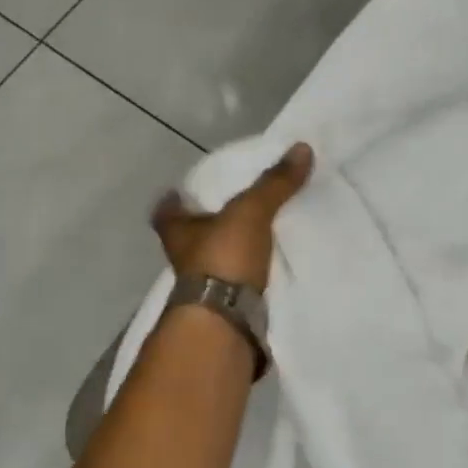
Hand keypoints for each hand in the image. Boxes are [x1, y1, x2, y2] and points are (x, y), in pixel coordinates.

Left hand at [151, 143, 313, 291]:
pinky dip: (246, 274)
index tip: (182, 190)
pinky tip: (265, 266)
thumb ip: (275, 183)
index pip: (166, 210)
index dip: (173, 199)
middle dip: (206, 224)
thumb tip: (302, 147)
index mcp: (178, 230)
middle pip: (189, 235)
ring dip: (228, 250)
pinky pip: (236, 282)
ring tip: (254, 234)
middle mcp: (183, 257)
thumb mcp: (251, 211)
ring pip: (212, 260)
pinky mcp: (224, 306)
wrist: (227, 320)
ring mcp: (202, 286)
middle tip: (230, 208)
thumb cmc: (224, 257)